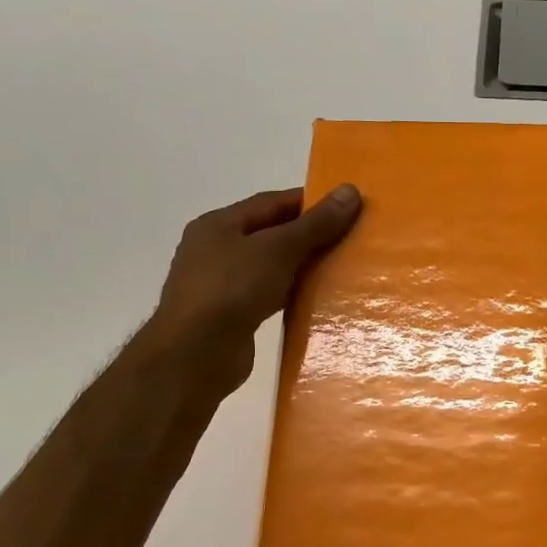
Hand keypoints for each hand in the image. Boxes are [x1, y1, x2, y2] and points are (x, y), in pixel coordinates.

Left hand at [145, 185, 361, 392]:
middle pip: (271, 234)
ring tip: (341, 267)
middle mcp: (215, 250)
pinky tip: (317, 299)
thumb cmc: (232, 289)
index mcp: (218, 224)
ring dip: (302, 266)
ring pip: (271, 267)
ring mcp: (221, 285)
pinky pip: (268, 296)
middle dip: (309, 235)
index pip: (271, 202)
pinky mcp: (231, 316)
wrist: (196, 355)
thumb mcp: (278, 249)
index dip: (310, 202)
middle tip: (350, 237)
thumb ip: (316, 223)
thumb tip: (350, 191)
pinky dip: (291, 294)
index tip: (346, 207)